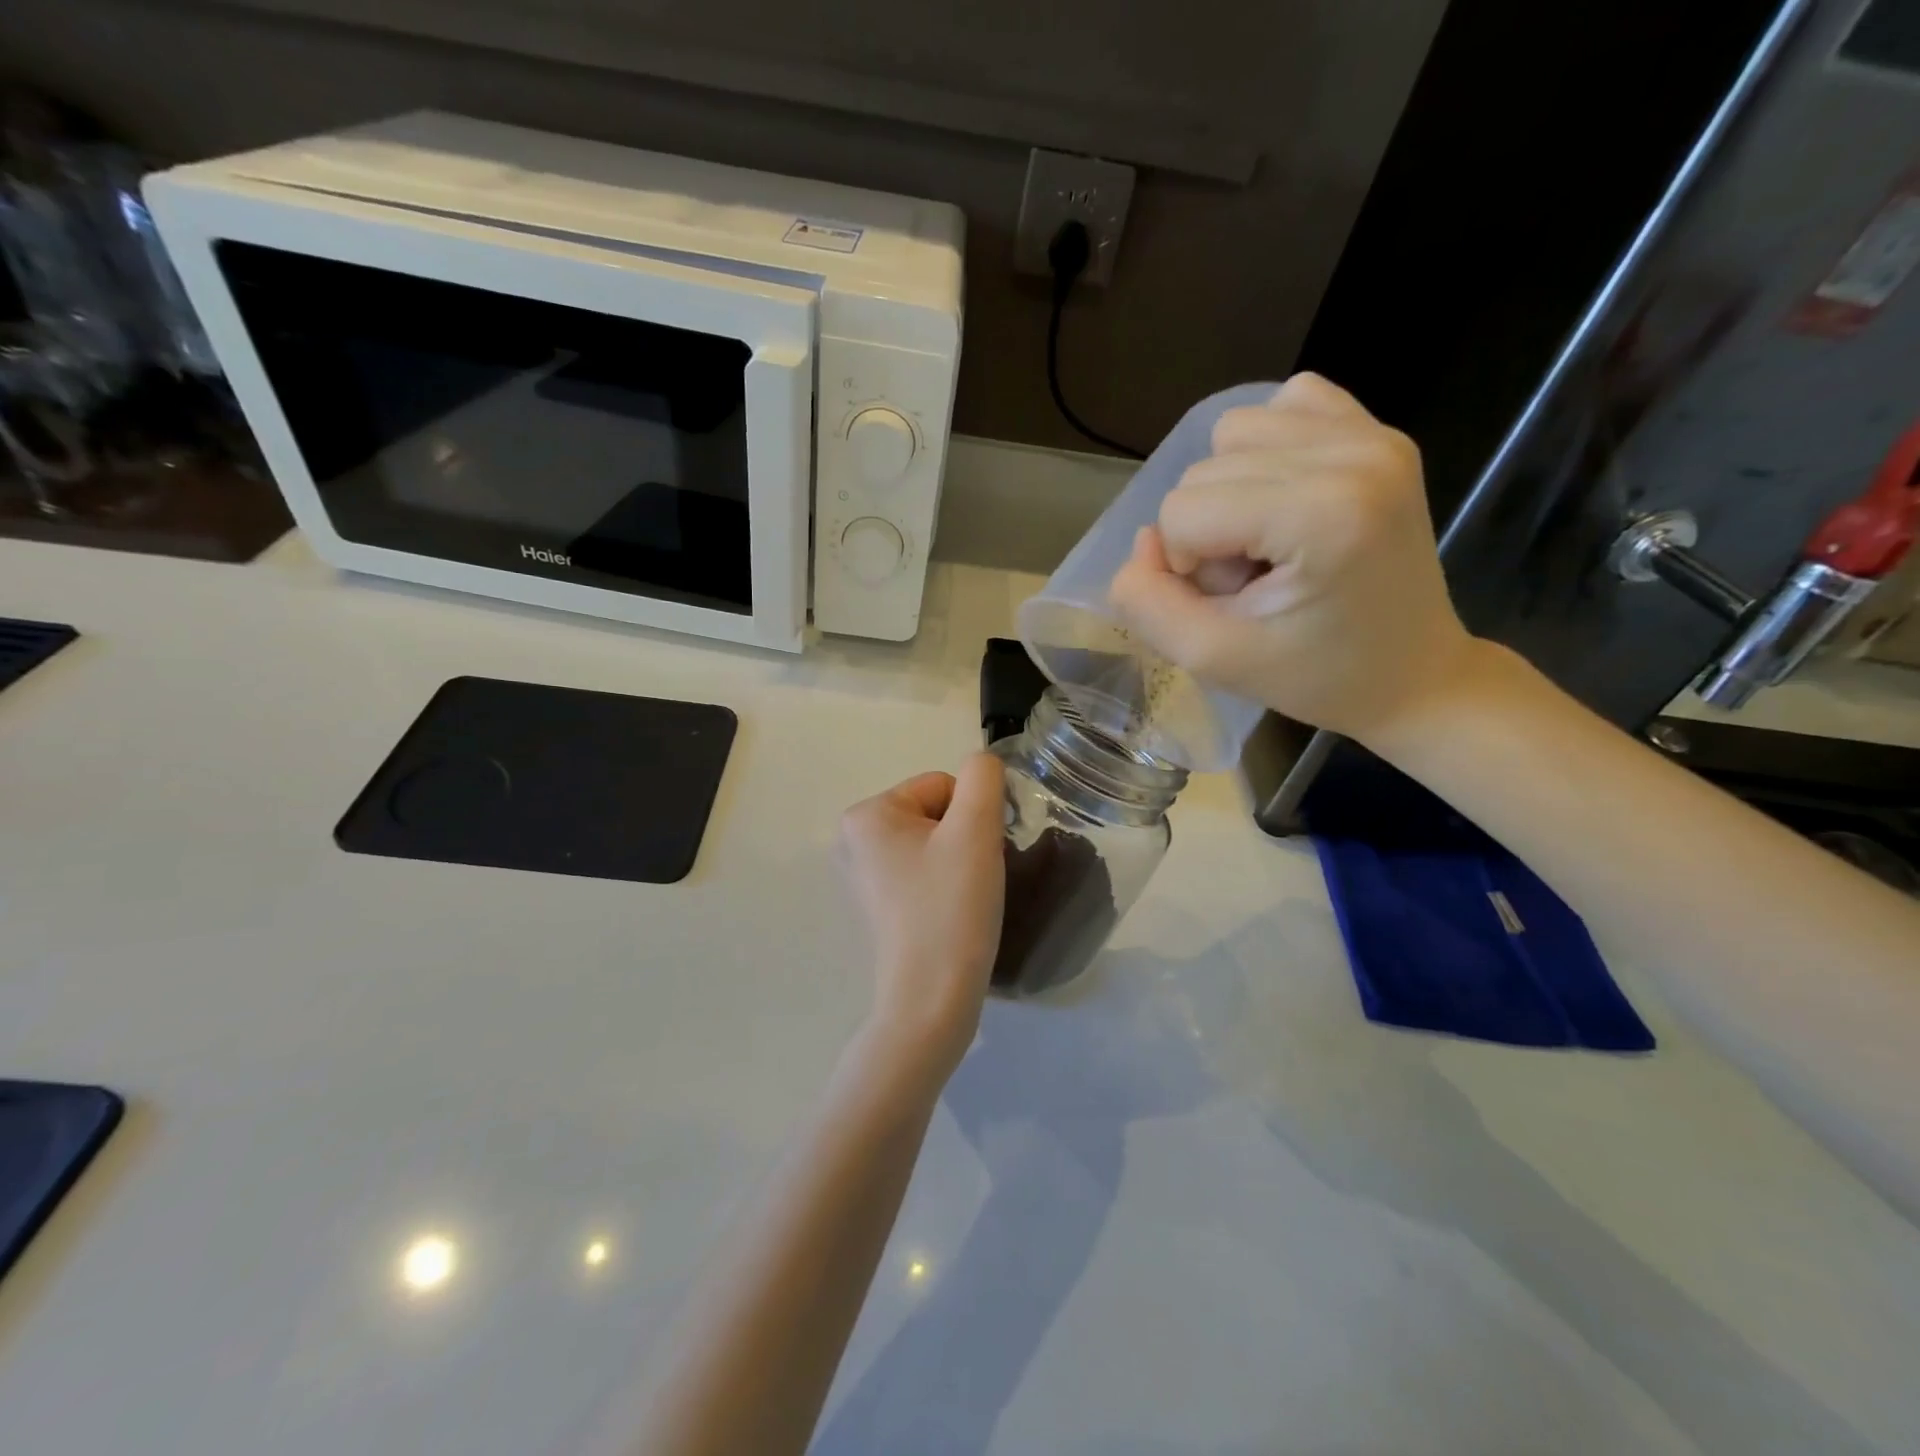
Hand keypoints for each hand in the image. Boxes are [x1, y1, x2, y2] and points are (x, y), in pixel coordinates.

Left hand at [836, 754, 1006, 1071]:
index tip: (977, 856)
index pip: (942, 784)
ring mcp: (861, 876)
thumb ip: (983, 777)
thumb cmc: (951, 908)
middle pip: (935, 813)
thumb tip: (981, 766)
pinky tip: (949, 914)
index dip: (973, 816)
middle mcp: (852, 839)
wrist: (931, 1000)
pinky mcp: (875, 906)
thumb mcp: (975, 829)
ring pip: (933, 843)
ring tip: (962, 899)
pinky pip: (921, 873)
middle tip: (972, 880)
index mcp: (866, 814)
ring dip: (958, 861)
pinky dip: (943, 885)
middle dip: (964, 838)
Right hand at [1109, 372, 1481, 745]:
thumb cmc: (1317, 676)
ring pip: (1232, 433)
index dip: (1186, 564)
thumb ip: (1148, 604)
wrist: (1413, 673)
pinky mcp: (1378, 428)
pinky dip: (1266, 451)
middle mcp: (1352, 453)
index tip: (1235, 603)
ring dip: (1230, 492)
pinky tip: (1288, 499)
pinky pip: (1283, 406)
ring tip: (1272, 543)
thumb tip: (1143, 541)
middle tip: (1257, 582)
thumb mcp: (1213, 659)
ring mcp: (1371, 433)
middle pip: (1203, 470)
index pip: (1183, 510)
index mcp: (1322, 514)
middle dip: (1210, 533)